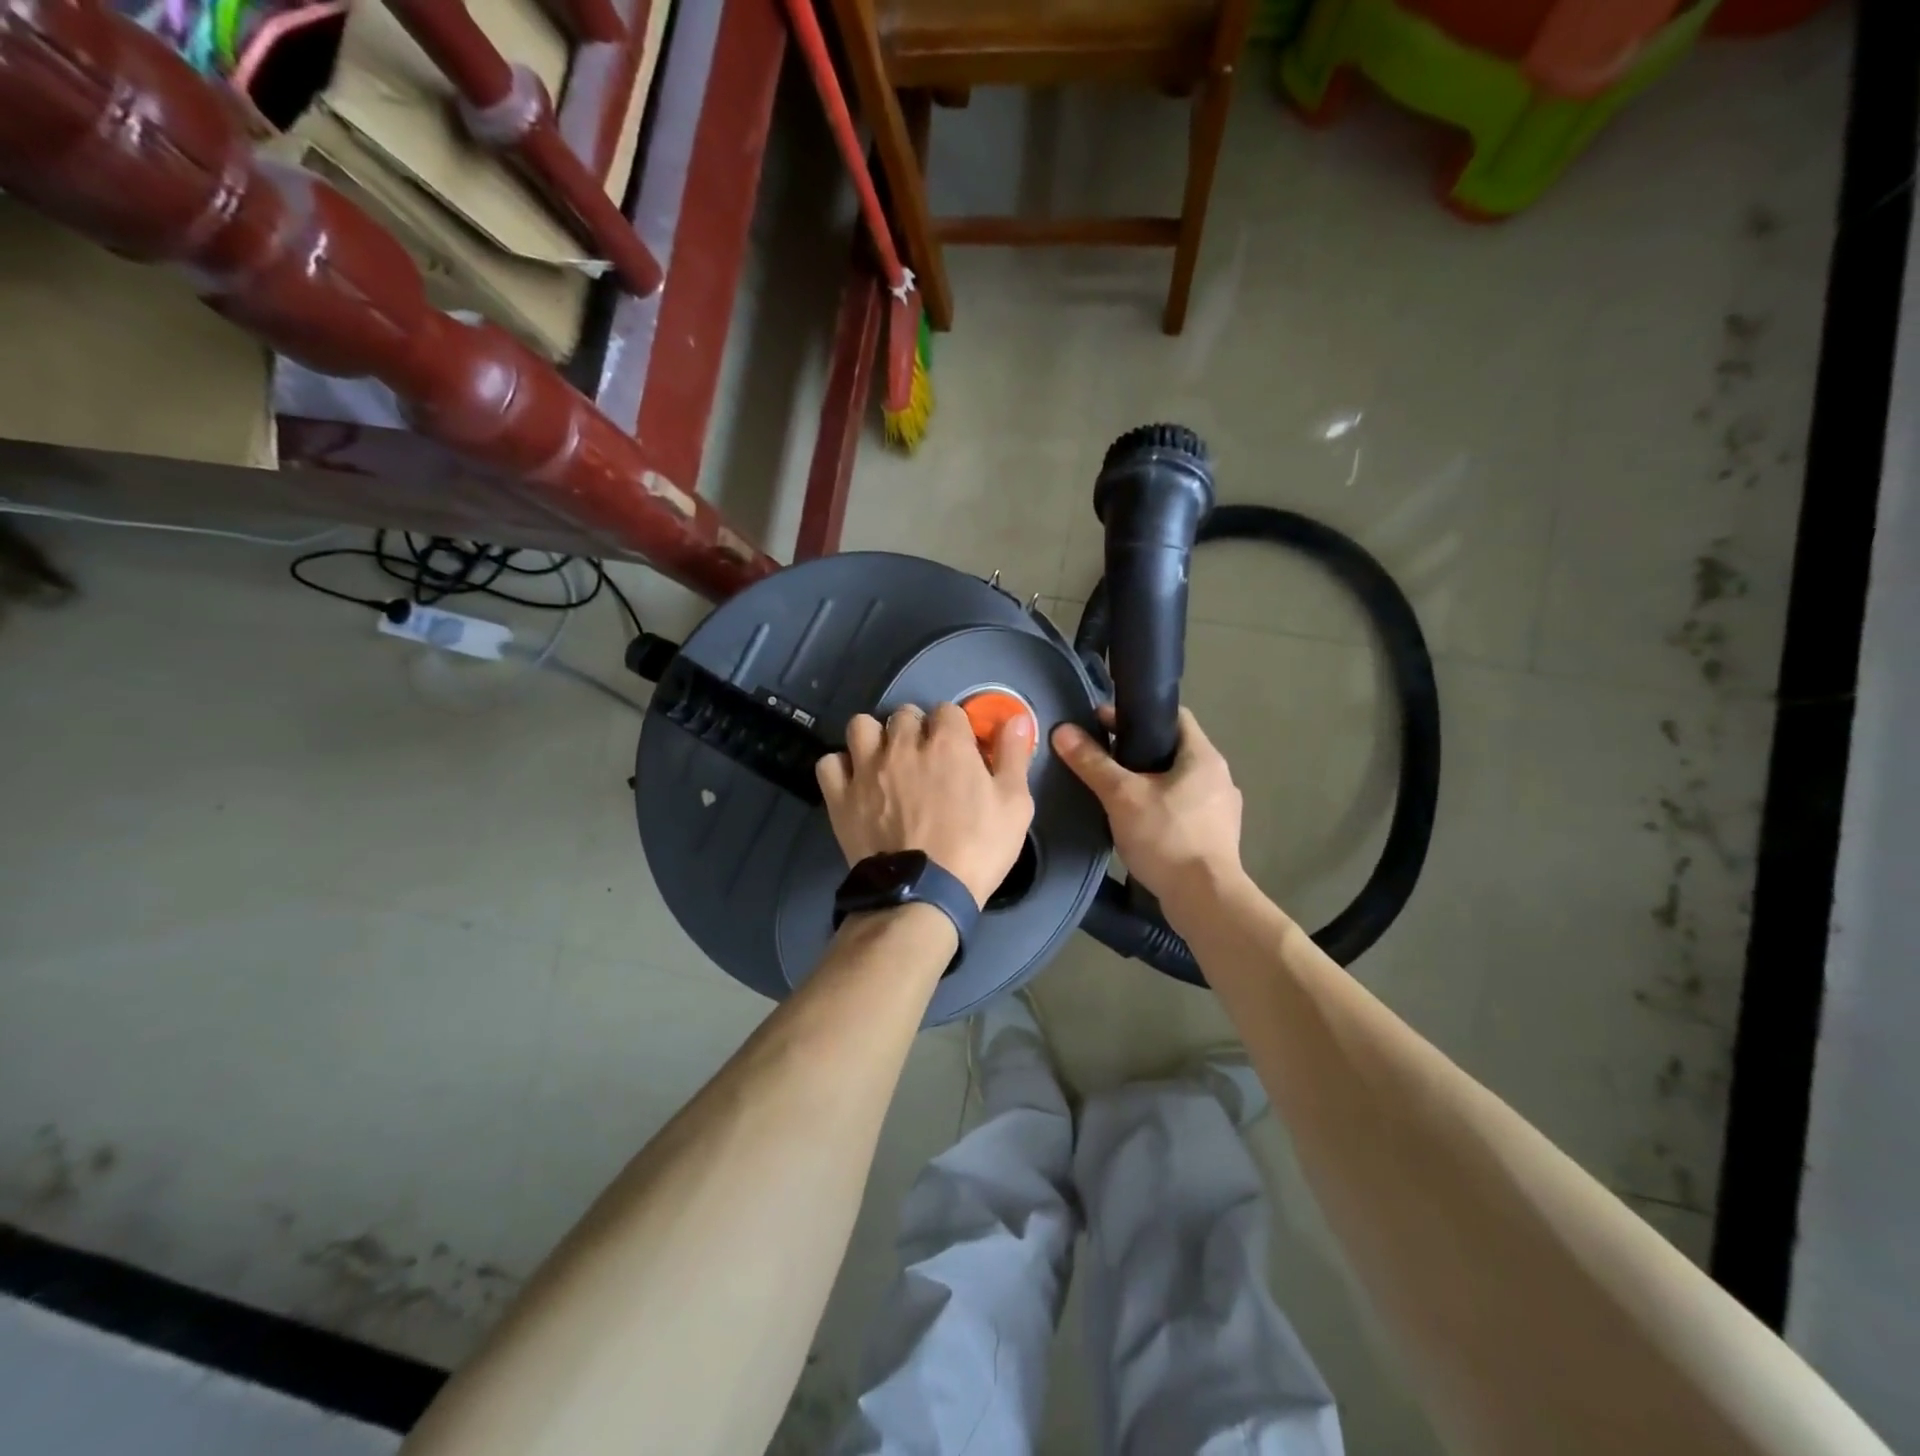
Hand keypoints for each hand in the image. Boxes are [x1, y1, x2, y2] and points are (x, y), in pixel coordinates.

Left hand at [817, 703, 1036, 906]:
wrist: (924, 894)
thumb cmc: (977, 849)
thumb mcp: (1015, 805)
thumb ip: (1014, 756)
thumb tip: (1018, 717)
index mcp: (947, 743)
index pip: (947, 710)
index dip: (955, 729)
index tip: (960, 752)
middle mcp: (902, 745)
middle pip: (905, 714)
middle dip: (916, 730)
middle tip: (925, 759)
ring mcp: (866, 768)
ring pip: (861, 726)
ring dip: (874, 737)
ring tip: (885, 761)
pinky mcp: (840, 796)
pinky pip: (829, 762)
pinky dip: (842, 768)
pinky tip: (855, 782)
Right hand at [1052, 706, 1243, 905]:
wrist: (1205, 899)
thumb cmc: (1166, 837)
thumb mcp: (1121, 796)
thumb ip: (1092, 762)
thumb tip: (1062, 731)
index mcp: (1203, 756)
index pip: (1173, 716)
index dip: (1136, 714)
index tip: (1102, 723)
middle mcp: (1219, 776)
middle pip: (1174, 748)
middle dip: (1138, 749)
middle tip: (1102, 758)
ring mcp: (1222, 809)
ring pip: (1179, 780)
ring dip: (1150, 780)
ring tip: (1116, 790)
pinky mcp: (1217, 836)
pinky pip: (1184, 808)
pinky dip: (1161, 806)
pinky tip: (1139, 821)